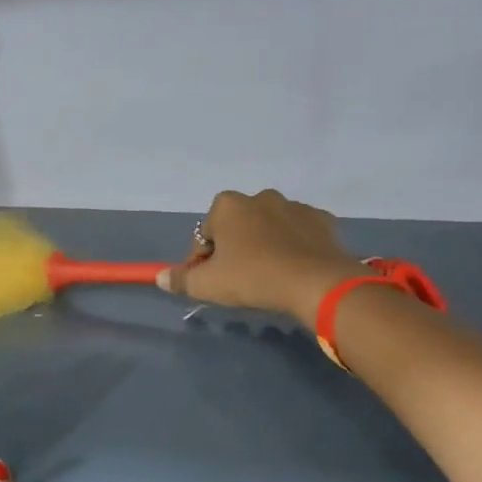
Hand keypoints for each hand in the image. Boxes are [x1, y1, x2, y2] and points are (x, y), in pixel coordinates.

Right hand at [157, 189, 365, 328]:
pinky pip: (299, 232)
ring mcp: (294, 205)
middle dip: (233, 247)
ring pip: (268, 226)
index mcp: (228, 206)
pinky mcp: (321, 219)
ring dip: (263, 244)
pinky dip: (293, 245)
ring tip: (268, 274)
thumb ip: (181, 280)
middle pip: (236, 226)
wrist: (316, 282)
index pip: (204, 236)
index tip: (208, 282)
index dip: (201, 261)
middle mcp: (260, 197)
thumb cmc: (252, 278)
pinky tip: (294, 267)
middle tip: (238, 279)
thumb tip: (161, 277)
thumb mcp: (208, 285)